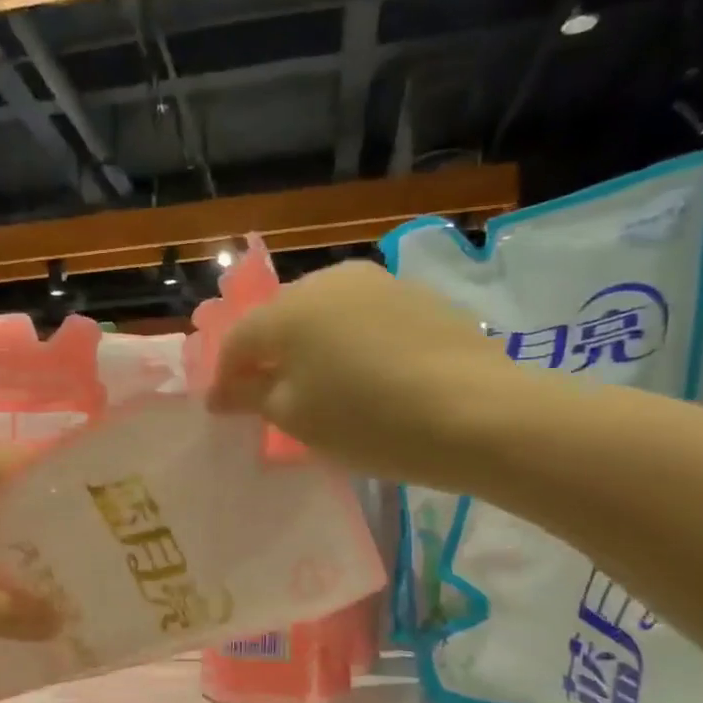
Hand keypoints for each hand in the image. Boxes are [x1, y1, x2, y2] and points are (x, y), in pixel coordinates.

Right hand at [208, 261, 516, 488]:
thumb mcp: (297, 419)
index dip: (224, 376)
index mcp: (289, 310)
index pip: (238, 340)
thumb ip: (252, 397)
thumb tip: (223, 392)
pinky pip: (365, 318)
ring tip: (321, 385)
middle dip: (268, 356)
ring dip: (312, 347)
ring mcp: (379, 283)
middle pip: (281, 319)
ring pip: (325, 314)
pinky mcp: (419, 297)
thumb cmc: (368, 421)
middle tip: (270, 396)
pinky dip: (352, 343)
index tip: (224, 410)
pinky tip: (368, 375)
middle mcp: (329, 281)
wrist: (478, 413)